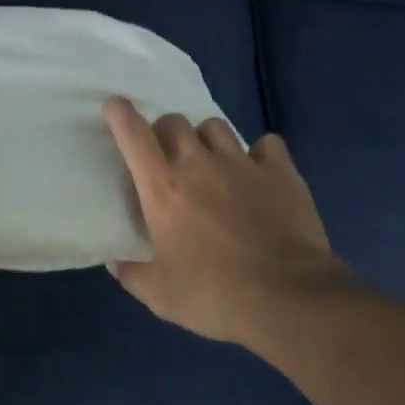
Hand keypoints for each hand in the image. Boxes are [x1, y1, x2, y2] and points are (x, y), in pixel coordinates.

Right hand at [103, 96, 344, 348]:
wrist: (289, 298)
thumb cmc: (215, 295)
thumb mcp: (161, 296)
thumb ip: (132, 274)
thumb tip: (116, 262)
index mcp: (163, 188)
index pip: (134, 135)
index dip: (121, 115)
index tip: (116, 106)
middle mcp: (199, 164)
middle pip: (174, 122)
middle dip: (165, 132)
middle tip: (168, 157)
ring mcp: (242, 163)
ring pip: (216, 127)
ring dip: (206, 140)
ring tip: (212, 162)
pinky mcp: (281, 171)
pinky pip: (266, 144)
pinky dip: (260, 153)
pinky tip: (260, 173)